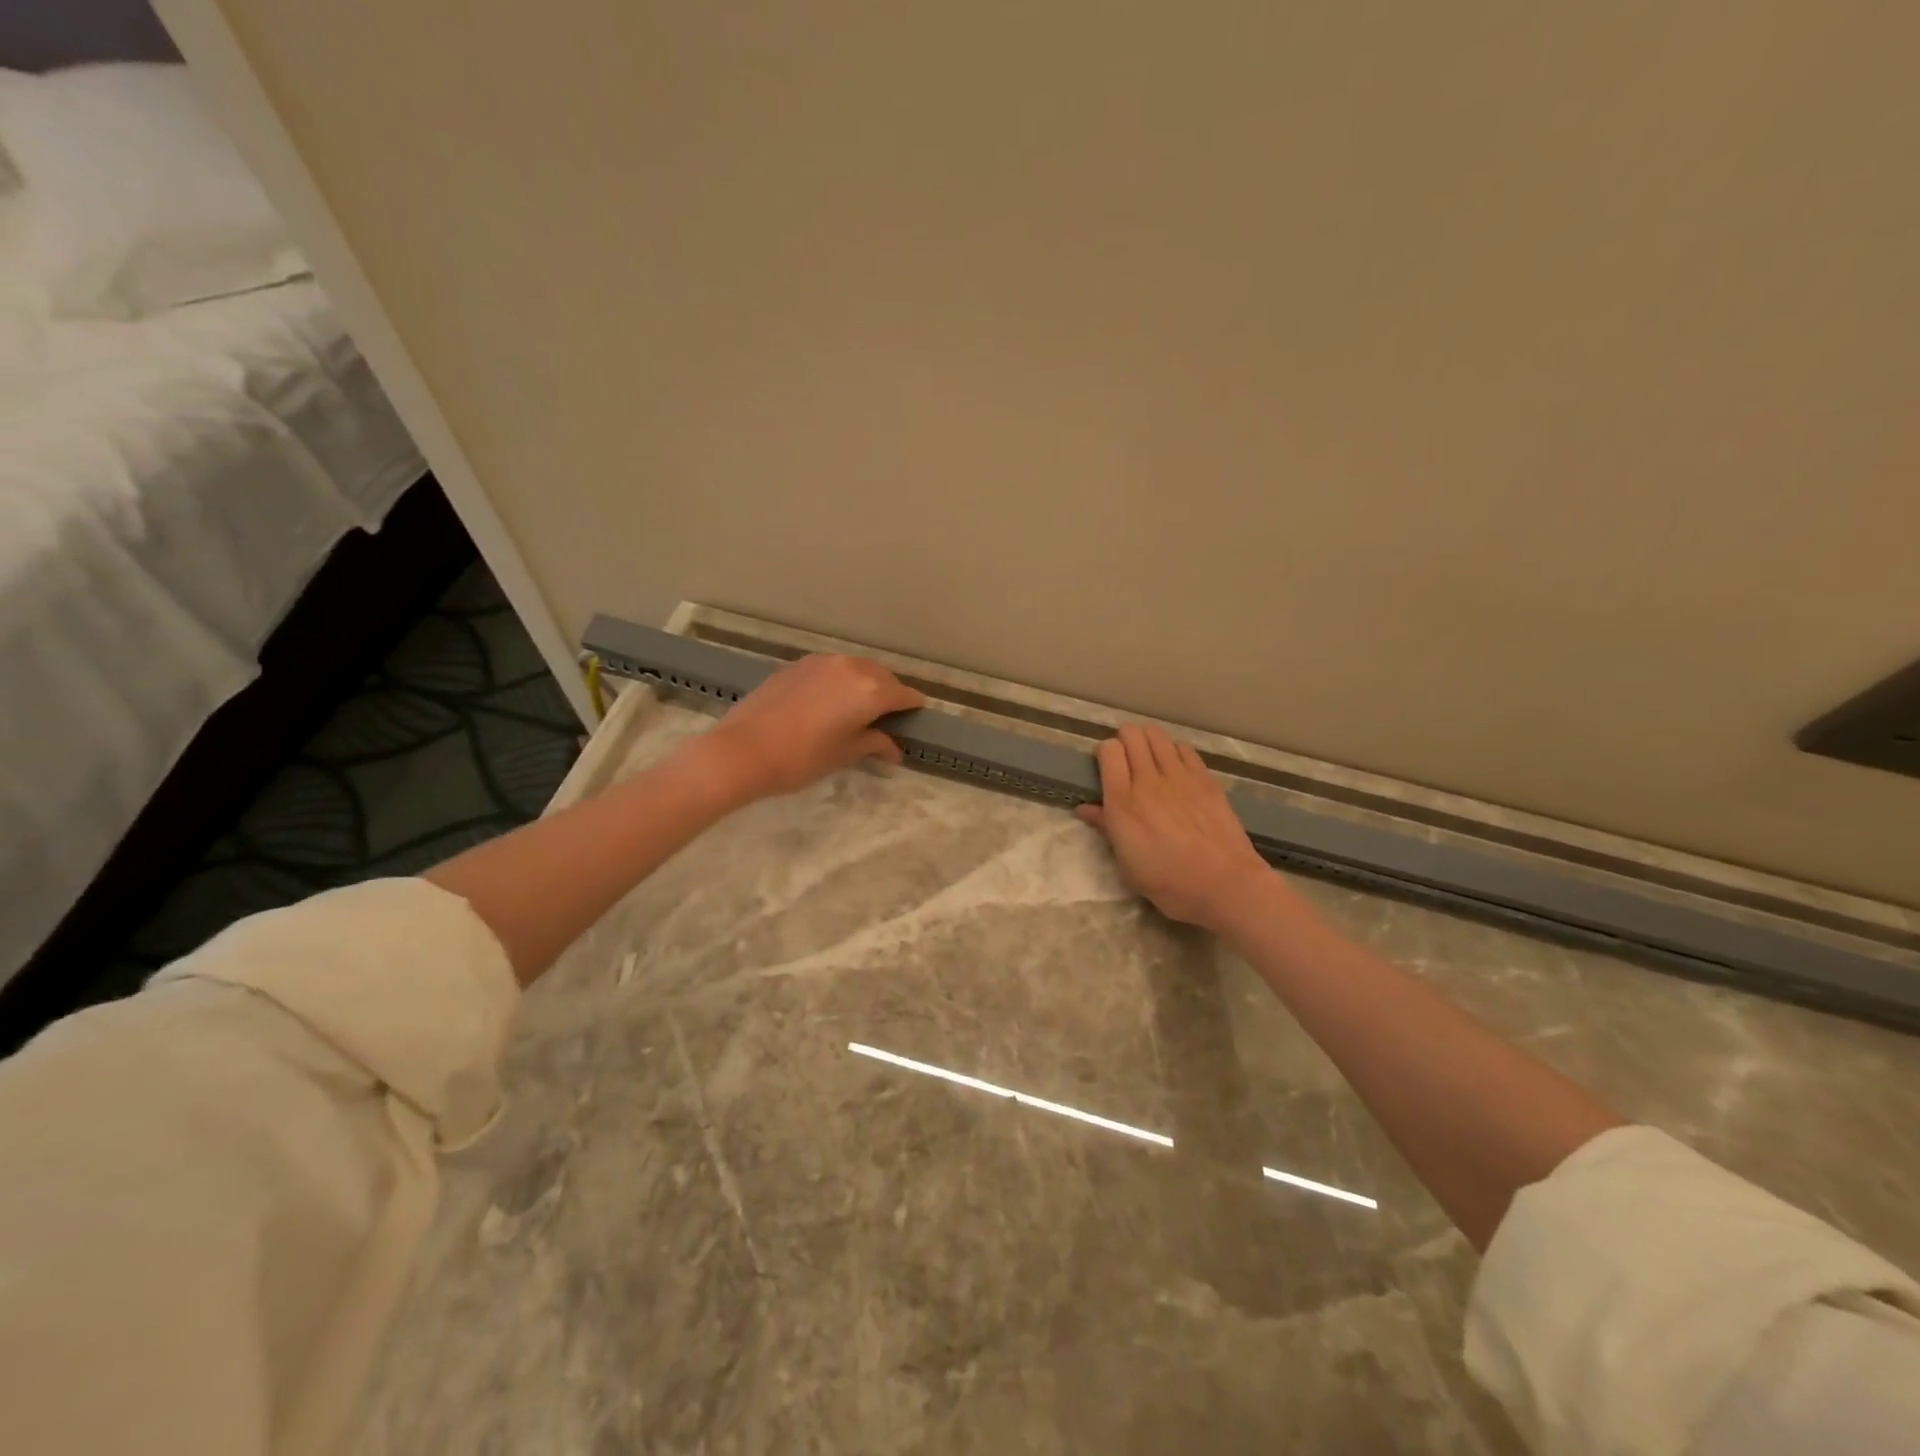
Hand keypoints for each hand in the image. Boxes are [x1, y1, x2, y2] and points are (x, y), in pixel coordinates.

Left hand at [693, 653, 925, 803]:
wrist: (742, 750)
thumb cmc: (802, 758)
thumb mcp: (844, 754)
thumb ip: (874, 744)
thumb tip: (894, 749)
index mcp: (870, 691)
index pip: (904, 695)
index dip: (913, 709)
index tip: (915, 720)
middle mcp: (851, 667)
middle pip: (883, 677)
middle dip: (889, 695)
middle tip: (886, 720)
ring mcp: (822, 662)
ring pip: (857, 669)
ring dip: (865, 685)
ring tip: (858, 709)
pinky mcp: (799, 664)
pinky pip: (832, 669)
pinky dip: (840, 681)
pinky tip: (830, 702)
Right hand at [1076, 724, 1278, 930]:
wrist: (1225, 884)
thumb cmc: (1170, 883)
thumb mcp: (1127, 864)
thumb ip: (1106, 828)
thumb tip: (1085, 809)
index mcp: (1122, 803)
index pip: (1108, 751)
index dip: (1105, 753)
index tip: (1106, 768)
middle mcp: (1148, 781)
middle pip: (1133, 734)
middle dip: (1125, 739)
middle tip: (1127, 758)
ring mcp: (1180, 776)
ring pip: (1158, 735)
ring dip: (1149, 740)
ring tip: (1150, 757)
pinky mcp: (1206, 779)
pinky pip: (1184, 748)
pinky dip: (1174, 750)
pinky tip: (1176, 767)